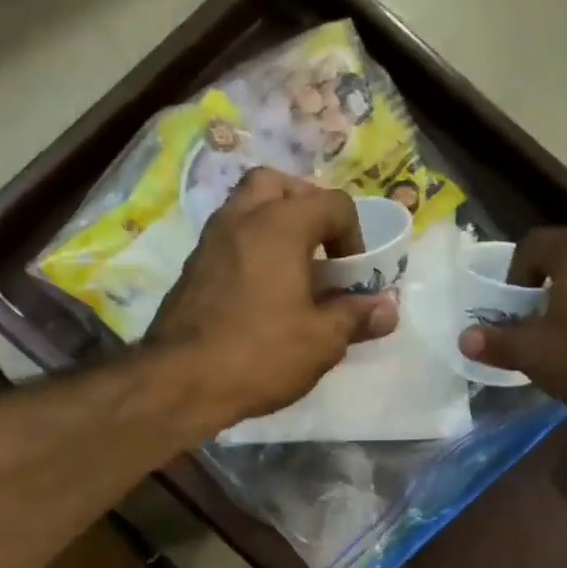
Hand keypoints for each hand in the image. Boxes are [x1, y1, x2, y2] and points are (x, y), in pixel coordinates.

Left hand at [147, 169, 398, 426]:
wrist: (179, 382)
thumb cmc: (259, 354)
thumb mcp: (321, 341)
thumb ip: (355, 317)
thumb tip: (387, 308)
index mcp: (280, 224)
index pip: (331, 203)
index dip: (353, 235)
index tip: (353, 275)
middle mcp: (240, 219)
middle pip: (277, 185)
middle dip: (304, 207)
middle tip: (317, 248)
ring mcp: (208, 242)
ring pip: (244, 209)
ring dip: (272, 228)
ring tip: (291, 271)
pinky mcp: (189, 271)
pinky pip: (226, 242)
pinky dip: (247, 251)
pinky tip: (258, 294)